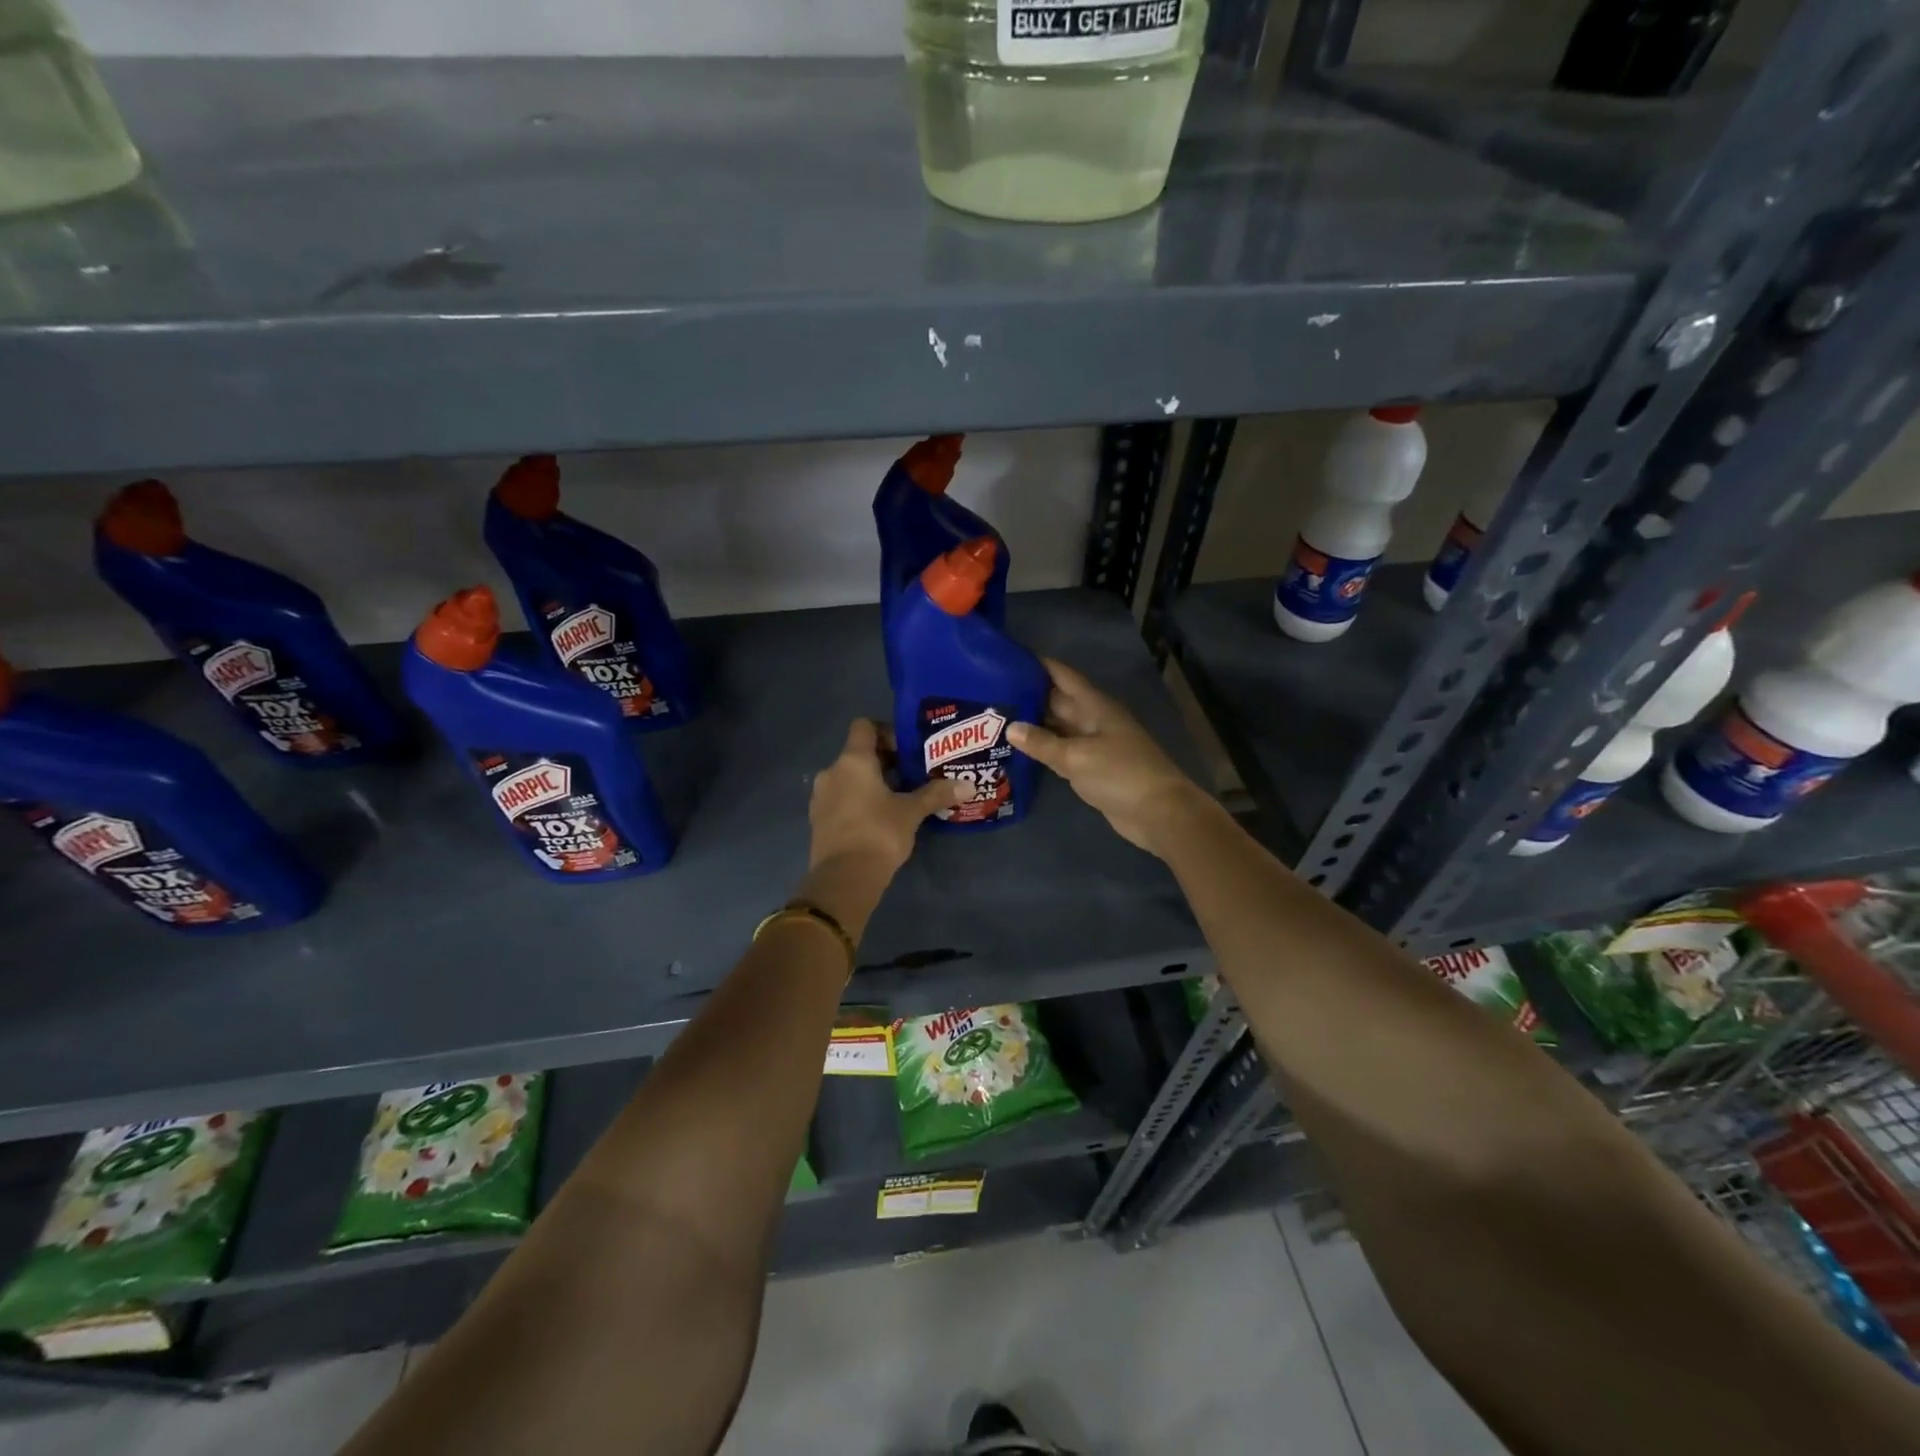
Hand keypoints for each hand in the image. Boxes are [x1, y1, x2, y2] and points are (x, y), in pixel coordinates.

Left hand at [808, 719, 963, 879]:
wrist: (844, 879)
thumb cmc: (879, 833)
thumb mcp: (911, 812)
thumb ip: (937, 794)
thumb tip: (969, 785)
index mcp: (853, 760)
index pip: (864, 726)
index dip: (887, 732)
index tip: (908, 750)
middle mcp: (832, 771)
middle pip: (858, 753)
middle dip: (885, 761)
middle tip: (912, 776)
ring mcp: (821, 796)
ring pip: (849, 778)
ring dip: (871, 783)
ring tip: (899, 799)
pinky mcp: (819, 819)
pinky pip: (841, 798)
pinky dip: (859, 801)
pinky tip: (880, 818)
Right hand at [1008, 658, 1206, 857]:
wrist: (1158, 813)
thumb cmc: (1120, 774)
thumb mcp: (1077, 756)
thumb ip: (1043, 743)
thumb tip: (1011, 728)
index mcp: (1096, 706)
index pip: (1065, 677)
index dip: (1041, 666)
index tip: (1011, 659)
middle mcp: (1095, 720)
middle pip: (1059, 701)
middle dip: (1030, 696)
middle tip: (993, 693)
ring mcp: (1095, 745)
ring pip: (1060, 728)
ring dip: (1035, 724)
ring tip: (999, 718)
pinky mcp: (1094, 769)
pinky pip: (1064, 752)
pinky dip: (1044, 749)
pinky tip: (1021, 750)